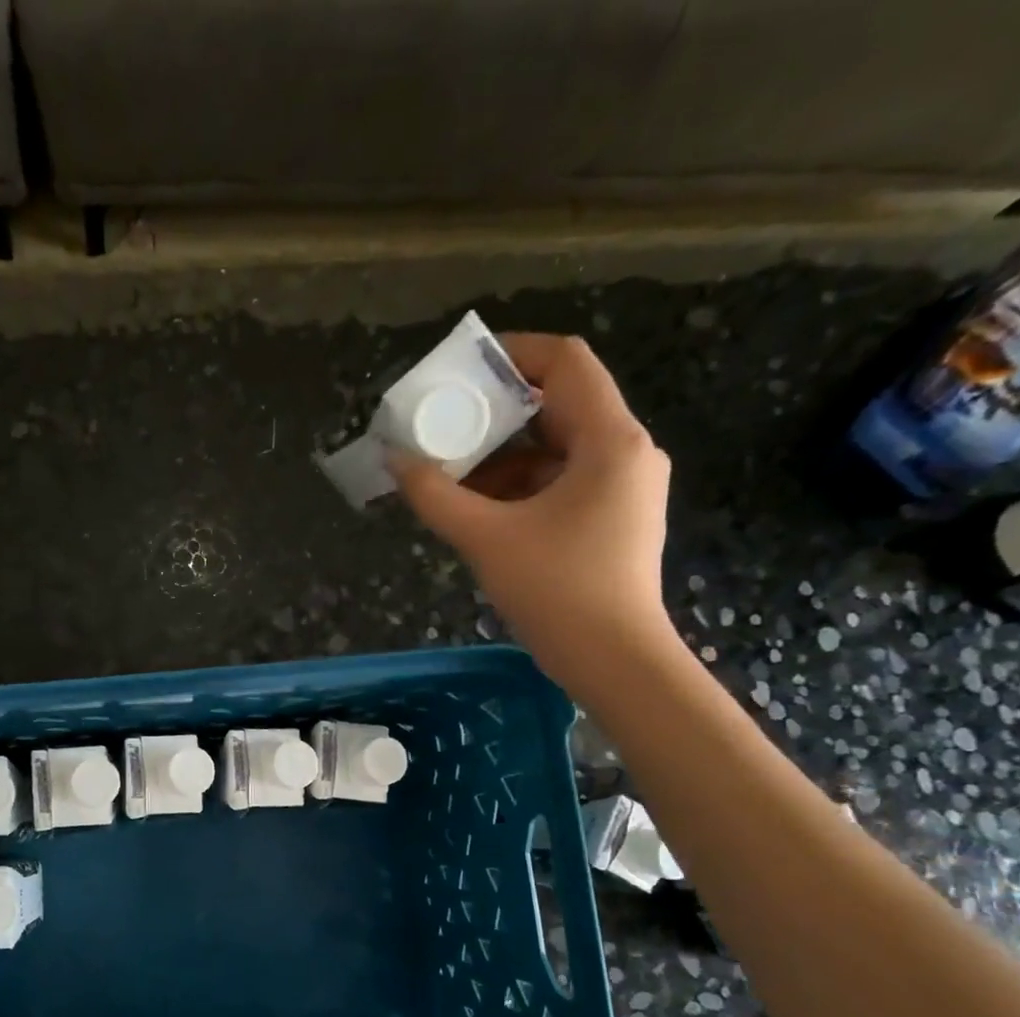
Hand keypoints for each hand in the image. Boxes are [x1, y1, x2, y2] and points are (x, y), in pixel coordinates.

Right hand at [388, 334, 677, 696]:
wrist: (613, 660)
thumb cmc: (556, 590)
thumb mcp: (486, 538)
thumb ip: (436, 496)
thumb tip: (394, 460)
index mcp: (610, 440)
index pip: (566, 363)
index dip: (513, 354)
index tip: (461, 370)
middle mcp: (625, 452)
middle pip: (559, 406)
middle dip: (496, 414)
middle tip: (443, 425)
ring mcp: (622, 488)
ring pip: (556, 450)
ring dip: (502, 456)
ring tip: (449, 474)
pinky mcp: (611, 519)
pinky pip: (561, 483)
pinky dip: (519, 487)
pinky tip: (478, 509)